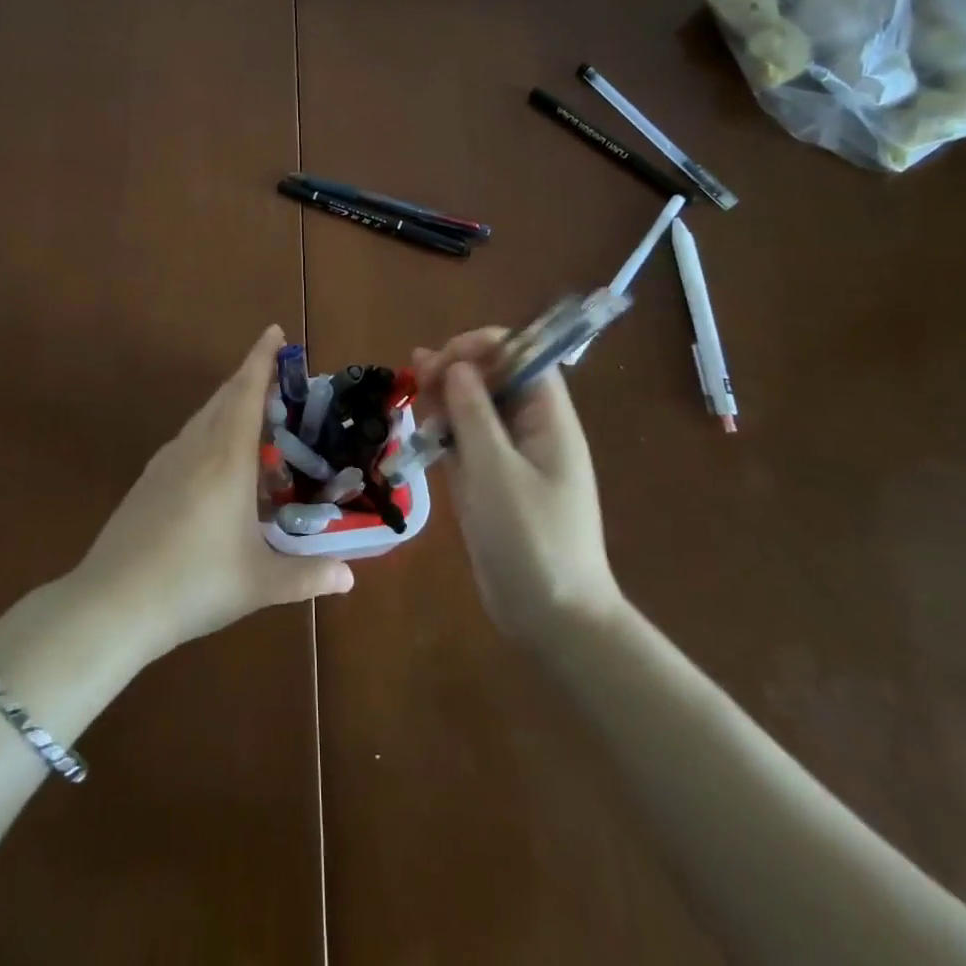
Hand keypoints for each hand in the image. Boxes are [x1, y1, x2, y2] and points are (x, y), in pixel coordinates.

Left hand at [72, 325, 353, 660]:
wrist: (111, 603)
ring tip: (255, 410)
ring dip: (230, 402)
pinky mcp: (149, 480)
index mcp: (226, 460)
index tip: (274, 331)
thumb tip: (349, 577)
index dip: (262, 360)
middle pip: (224, 397)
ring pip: (203, 416)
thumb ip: (307, 577)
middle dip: (250, 376)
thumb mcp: (259, 583)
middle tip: (278, 371)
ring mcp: (166, 462)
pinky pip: (189, 437)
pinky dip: (212, 428)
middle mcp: (195, 448)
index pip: (247, 394)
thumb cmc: (193, 584)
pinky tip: (220, 457)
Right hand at [414, 328, 621, 643]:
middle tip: (417, 382)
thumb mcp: (496, 471)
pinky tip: (420, 433)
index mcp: (548, 419)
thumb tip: (456, 366)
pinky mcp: (491, 482)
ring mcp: (510, 457)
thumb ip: (474, 413)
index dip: (483, 347)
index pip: (521, 356)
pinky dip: (444, 433)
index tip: (443, 362)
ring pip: (475, 409)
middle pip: (494, 379)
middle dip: (455, 371)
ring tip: (414, 402)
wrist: (551, 618)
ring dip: (444, 400)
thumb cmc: (530, 538)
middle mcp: (530, 430)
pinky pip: (466, 443)